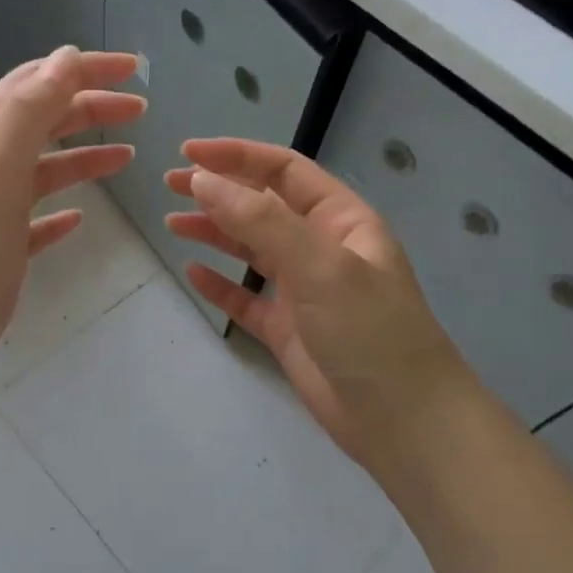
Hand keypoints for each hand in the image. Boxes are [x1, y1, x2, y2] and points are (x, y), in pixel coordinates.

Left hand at [0, 48, 145, 392]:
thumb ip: (29, 112)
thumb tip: (63, 58)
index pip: (34, 83)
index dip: (81, 68)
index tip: (133, 70)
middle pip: (41, 121)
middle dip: (89, 107)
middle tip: (139, 111)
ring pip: (42, 168)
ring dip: (83, 156)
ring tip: (127, 158)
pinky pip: (34, 218)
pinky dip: (60, 210)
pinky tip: (80, 217)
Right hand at [165, 138, 465, 476]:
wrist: (401, 419)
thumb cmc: (368, 331)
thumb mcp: (319, 265)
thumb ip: (260, 220)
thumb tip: (204, 180)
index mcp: (341, 220)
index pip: (283, 171)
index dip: (236, 156)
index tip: (189, 153)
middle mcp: (321, 248)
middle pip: (262, 206)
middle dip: (219, 191)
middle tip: (171, 184)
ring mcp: (304, 290)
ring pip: (251, 250)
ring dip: (214, 232)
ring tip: (173, 223)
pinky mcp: (288, 330)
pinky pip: (247, 298)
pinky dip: (221, 284)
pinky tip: (194, 274)